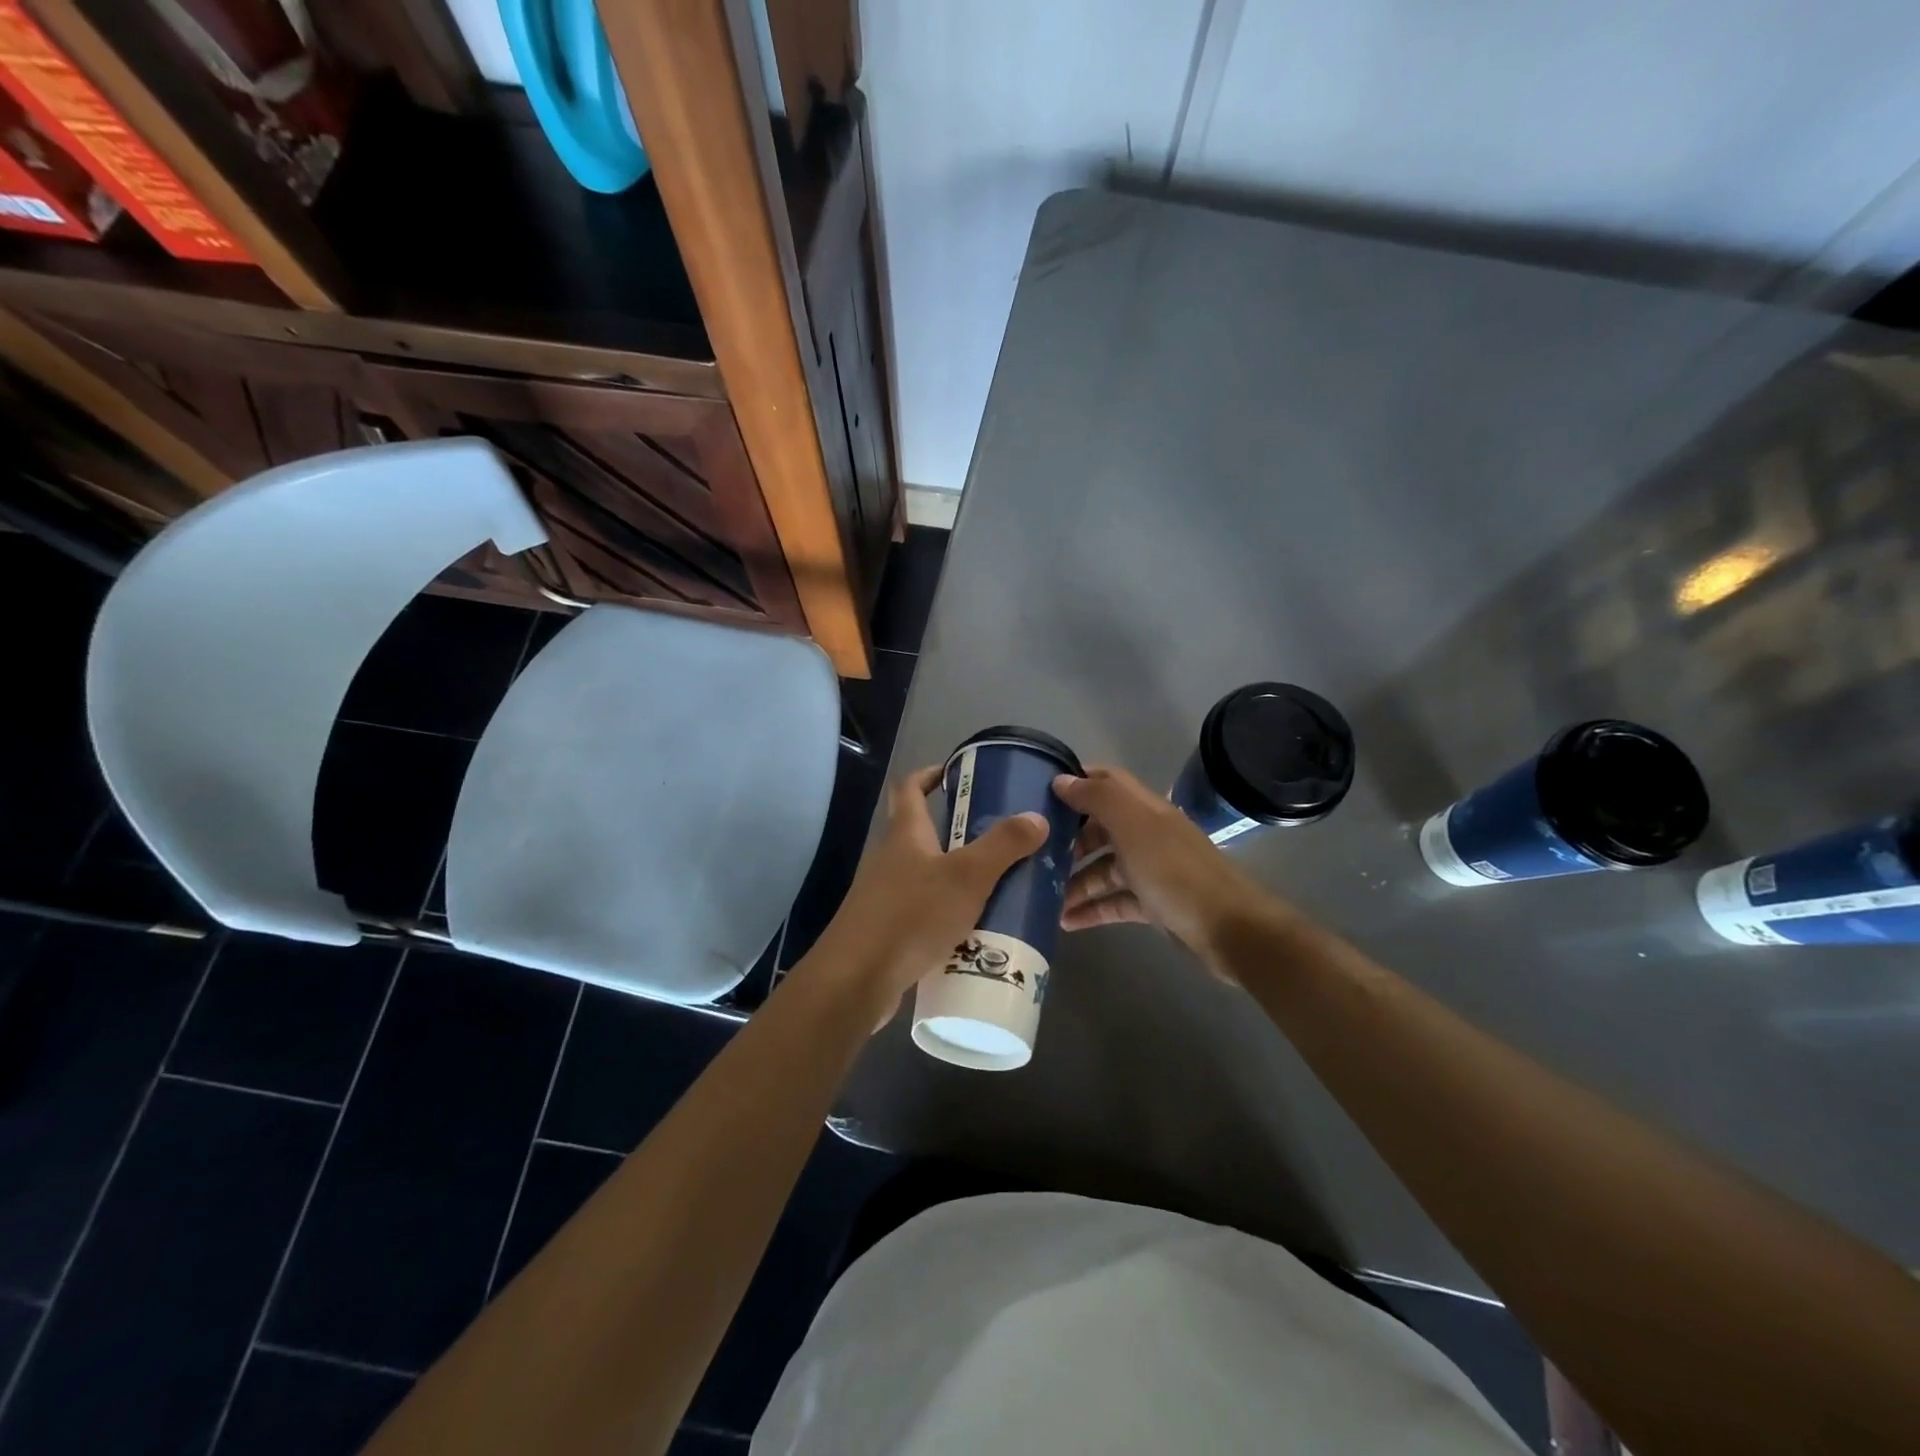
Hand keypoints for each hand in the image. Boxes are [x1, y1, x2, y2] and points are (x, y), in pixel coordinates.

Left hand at [805, 765, 1048, 1023]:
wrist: (856, 980)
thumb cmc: (911, 916)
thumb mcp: (966, 876)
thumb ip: (1003, 845)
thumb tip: (1036, 817)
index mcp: (905, 835)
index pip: (910, 788)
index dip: (930, 774)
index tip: (958, 772)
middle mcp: (891, 859)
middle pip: (924, 833)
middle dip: (960, 832)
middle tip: (1001, 838)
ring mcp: (886, 896)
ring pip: (928, 875)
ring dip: (959, 877)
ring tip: (1000, 885)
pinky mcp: (888, 930)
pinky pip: (925, 912)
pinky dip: (950, 914)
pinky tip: (977, 931)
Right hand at [1053, 766, 1275, 972]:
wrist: (1229, 929)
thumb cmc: (1175, 872)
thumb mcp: (1134, 827)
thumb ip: (1098, 799)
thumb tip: (1061, 780)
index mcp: (1145, 809)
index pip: (1107, 782)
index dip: (1076, 780)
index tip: (1040, 791)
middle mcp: (1147, 835)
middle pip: (1100, 828)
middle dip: (1068, 838)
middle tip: (1034, 852)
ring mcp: (1151, 871)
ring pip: (1104, 868)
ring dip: (1074, 880)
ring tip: (1042, 897)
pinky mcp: (1153, 905)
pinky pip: (1114, 902)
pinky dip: (1091, 909)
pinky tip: (1065, 922)